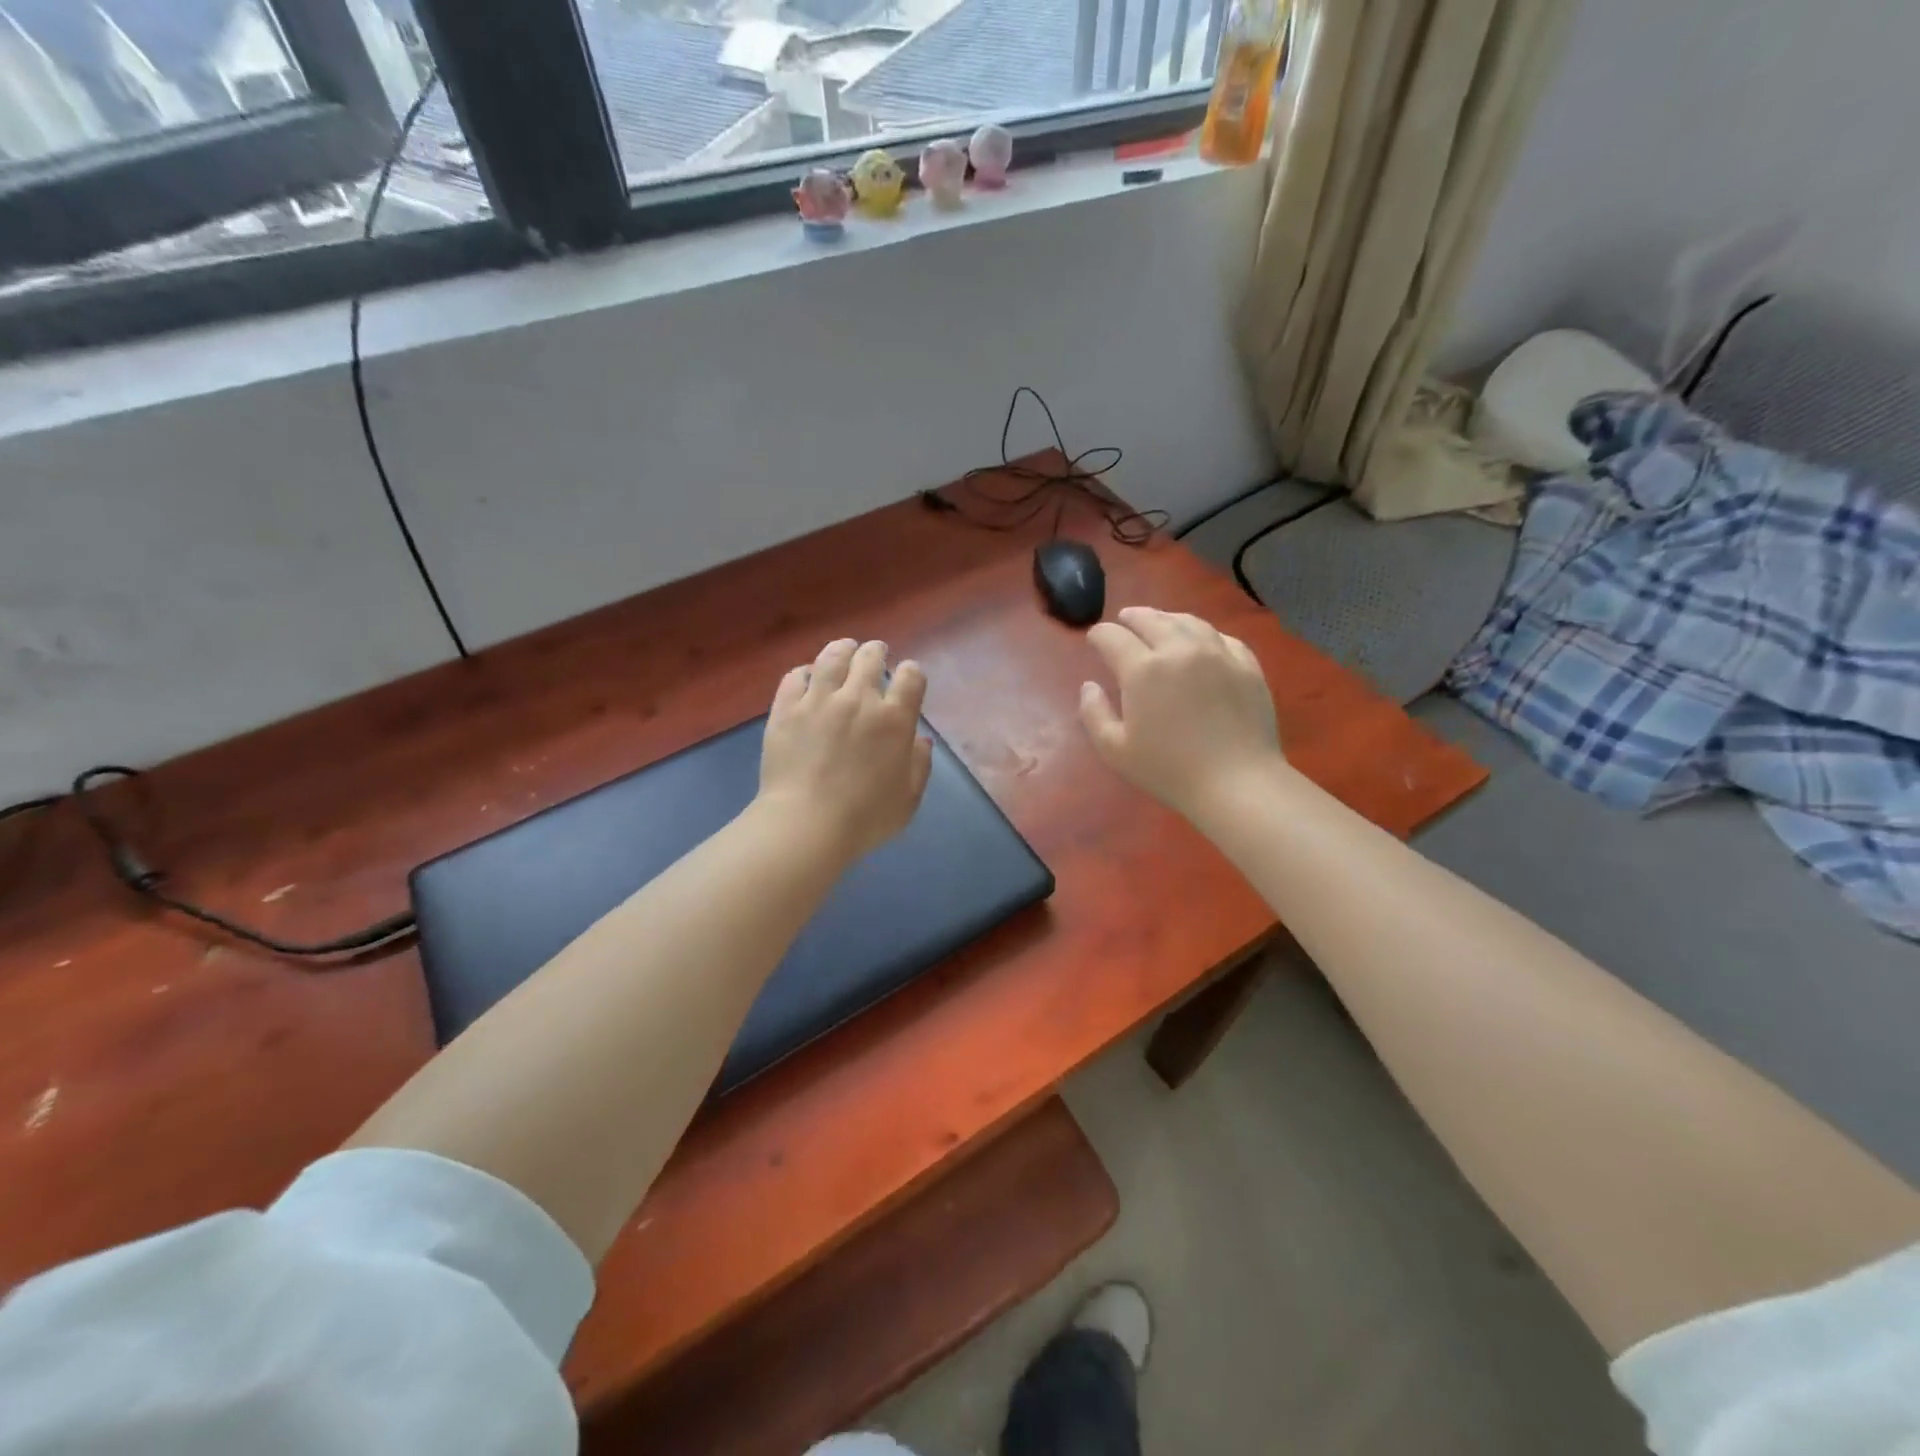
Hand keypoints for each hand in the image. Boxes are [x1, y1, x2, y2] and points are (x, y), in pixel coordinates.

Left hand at [758, 638, 933, 859]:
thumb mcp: (908, 799)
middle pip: (870, 658)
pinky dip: (804, 672)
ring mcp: (819, 700)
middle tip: (876, 654)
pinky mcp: (786, 709)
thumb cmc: (865, 818)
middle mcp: (859, 699)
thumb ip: (919, 765)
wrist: (806, 824)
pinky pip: (795, 677)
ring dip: (843, 649)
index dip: (911, 673)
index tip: (908, 678)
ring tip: (845, 649)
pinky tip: (807, 675)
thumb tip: (920, 739)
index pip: (911, 677)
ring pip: (832, 657)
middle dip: (877, 652)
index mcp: (894, 719)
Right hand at [1080, 607, 1285, 822]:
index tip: (1094, 640)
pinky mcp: (1247, 665)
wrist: (1237, 782)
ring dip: (1166, 618)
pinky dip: (1203, 633)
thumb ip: (1093, 713)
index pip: (1112, 637)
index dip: (1098, 635)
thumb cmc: (1168, 770)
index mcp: (1142, 670)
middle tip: (1123, 620)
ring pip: (1187, 621)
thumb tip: (1089, 685)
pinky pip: (1222, 637)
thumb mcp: (1115, 749)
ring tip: (1158, 622)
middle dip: (1131, 618)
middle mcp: (1179, 649)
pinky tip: (1200, 640)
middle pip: (1150, 619)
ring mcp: (1217, 653)